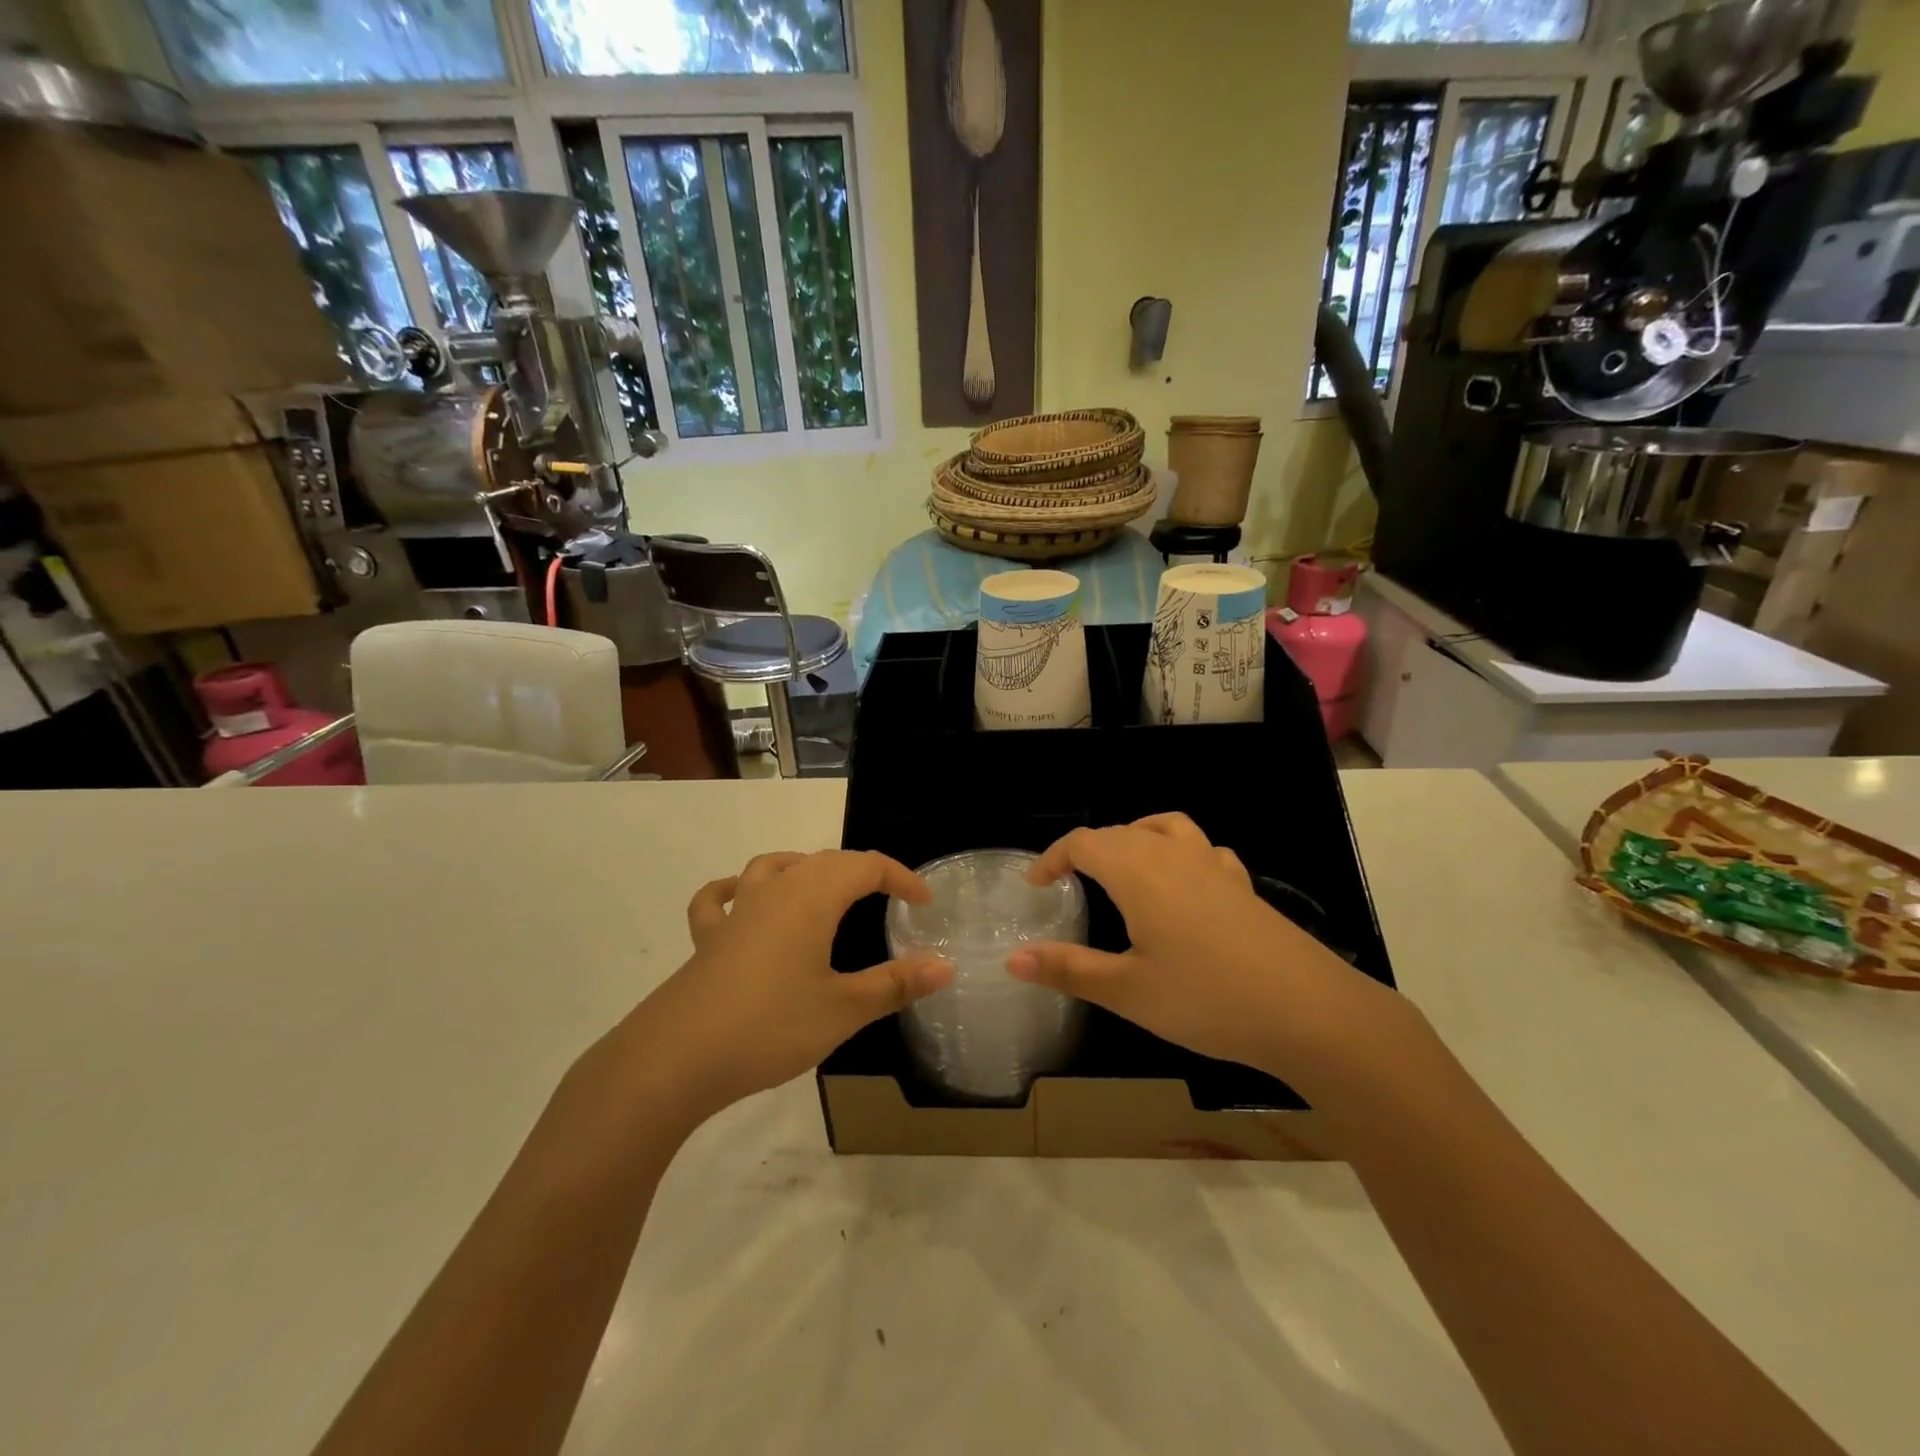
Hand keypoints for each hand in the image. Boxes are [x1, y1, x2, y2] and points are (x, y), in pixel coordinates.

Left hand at [612, 850, 953, 1127]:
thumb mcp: (844, 1009)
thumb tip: (946, 965)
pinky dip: (735, 890)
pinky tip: (742, 902)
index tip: (925, 903)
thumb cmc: (770, 1026)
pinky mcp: (707, 939)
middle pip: (825, 860)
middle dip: (863, 873)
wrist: (676, 1058)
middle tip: (889, 899)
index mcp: (813, 896)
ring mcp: (736, 911)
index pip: (867, 866)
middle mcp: (775, 890)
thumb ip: (896, 984)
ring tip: (825, 889)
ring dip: (806, 869)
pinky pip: (719, 899)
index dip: (901, 878)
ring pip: (775, 867)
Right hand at [1008, 814, 1393, 1086]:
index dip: (1053, 858)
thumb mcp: (1127, 990)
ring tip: (1123, 868)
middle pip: (1120, 832)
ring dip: (1135, 838)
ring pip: (1165, 828)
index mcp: (1138, 870)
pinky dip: (1179, 854)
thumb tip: (1013, 959)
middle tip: (1069, 883)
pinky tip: (1184, 886)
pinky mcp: (1242, 886)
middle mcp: (1173, 854)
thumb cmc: (1206, 998)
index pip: (1083, 843)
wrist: (1308, 1011)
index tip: (1036, 884)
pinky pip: (1202, 850)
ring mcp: (1214, 866)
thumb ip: (1069, 969)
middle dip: (1088, 851)